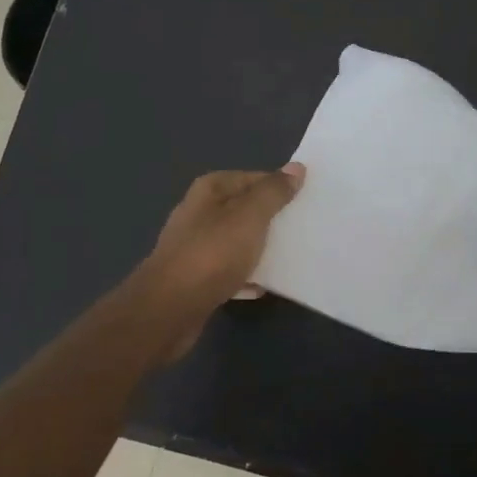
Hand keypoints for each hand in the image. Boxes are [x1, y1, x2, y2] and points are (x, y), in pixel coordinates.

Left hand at [134, 165, 304, 330]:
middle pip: (244, 208)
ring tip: (289, 257)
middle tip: (303, 228)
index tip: (306, 201)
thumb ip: (274, 192)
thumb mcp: (250, 216)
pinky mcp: (194, 277)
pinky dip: (245, 275)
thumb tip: (296, 167)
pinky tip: (262, 286)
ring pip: (236, 240)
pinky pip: (228, 270)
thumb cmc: (213, 253)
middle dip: (271, 218)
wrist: (170, 308)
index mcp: (210, 190)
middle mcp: (199, 212)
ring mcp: (194, 246)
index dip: (279, 187)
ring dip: (259, 248)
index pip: (253, 178)